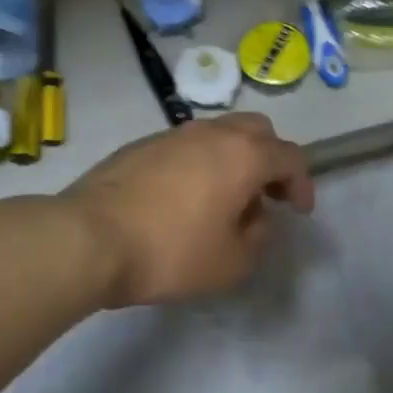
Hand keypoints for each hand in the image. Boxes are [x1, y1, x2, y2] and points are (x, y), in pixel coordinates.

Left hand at [66, 113, 314, 307]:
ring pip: (219, 133)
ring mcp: (173, 134)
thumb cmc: (171, 251)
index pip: (290, 156)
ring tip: (225, 200)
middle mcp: (212, 133)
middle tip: (267, 195)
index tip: (298, 211)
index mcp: (243, 154)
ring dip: (234, 159)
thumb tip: (256, 218)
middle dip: (270, 159)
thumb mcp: (231, 262)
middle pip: (257, 130)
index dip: (302, 183)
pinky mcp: (141, 144)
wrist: (90, 237)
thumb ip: (258, 237)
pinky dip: (200, 163)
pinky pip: (186, 145)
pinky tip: (185, 197)